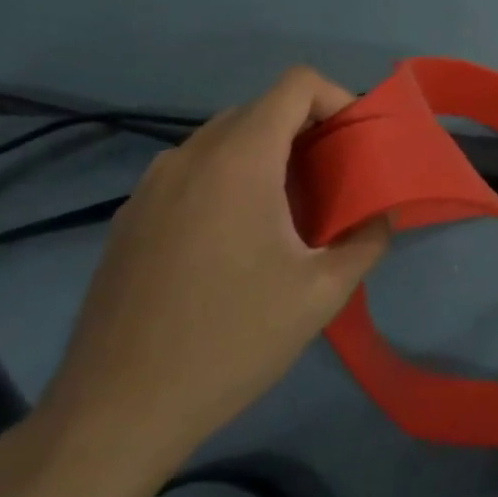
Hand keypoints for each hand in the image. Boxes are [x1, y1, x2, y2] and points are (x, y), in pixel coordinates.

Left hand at [35, 67, 388, 483]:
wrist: (116, 412)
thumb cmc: (231, 341)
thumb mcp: (321, 294)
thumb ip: (366, 240)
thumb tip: (381, 215)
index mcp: (239, 159)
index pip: (296, 84)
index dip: (338, 100)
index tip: (356, 145)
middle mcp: (189, 155)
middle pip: (262, 109)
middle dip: (308, 133)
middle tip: (335, 185)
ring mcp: (151, 185)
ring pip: (225, 141)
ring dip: (268, 158)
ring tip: (290, 217)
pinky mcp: (129, 217)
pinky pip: (193, 173)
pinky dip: (229, 182)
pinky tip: (236, 246)